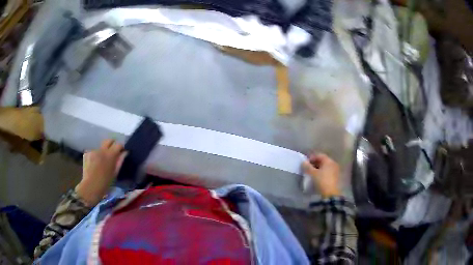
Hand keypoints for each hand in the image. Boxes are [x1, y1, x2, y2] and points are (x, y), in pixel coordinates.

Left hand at [75, 139, 126, 205]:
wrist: (90, 187)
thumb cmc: (105, 183)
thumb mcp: (115, 173)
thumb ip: (120, 161)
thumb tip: (125, 152)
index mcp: (110, 155)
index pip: (118, 144)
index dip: (121, 147)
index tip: (121, 152)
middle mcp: (101, 149)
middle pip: (108, 141)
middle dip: (112, 144)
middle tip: (112, 153)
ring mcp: (93, 150)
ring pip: (100, 148)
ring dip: (102, 152)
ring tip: (101, 163)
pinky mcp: (87, 153)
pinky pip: (93, 152)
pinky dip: (95, 157)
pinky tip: (94, 165)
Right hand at [302, 153, 340, 197]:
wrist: (330, 194)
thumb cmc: (321, 181)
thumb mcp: (312, 173)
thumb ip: (307, 167)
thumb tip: (303, 162)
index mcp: (328, 161)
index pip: (319, 155)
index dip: (312, 158)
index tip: (305, 163)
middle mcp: (333, 164)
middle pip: (323, 161)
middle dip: (315, 163)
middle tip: (308, 168)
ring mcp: (335, 171)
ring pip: (325, 167)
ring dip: (318, 169)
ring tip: (312, 174)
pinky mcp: (335, 177)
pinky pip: (328, 172)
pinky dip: (322, 173)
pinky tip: (318, 178)